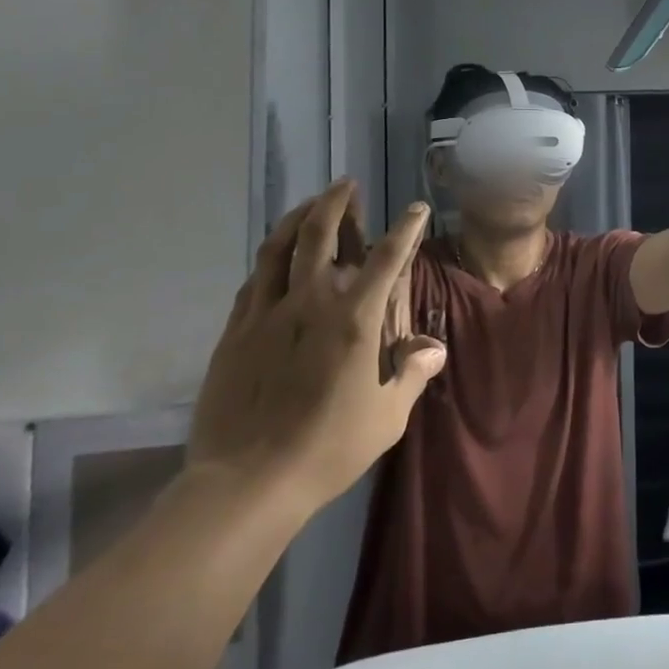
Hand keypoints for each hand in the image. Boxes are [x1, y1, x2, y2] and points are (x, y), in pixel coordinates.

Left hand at [187, 181, 445, 518]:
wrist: (247, 483)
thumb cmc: (328, 448)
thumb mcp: (387, 417)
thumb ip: (411, 374)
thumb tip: (434, 348)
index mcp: (353, 320)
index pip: (386, 259)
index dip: (405, 229)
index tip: (416, 209)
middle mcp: (310, 303)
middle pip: (319, 235)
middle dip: (336, 203)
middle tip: (345, 185)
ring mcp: (266, 315)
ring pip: (278, 248)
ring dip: (297, 218)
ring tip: (309, 204)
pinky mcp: (234, 333)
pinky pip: (253, 281)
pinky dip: (269, 258)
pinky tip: (274, 257)